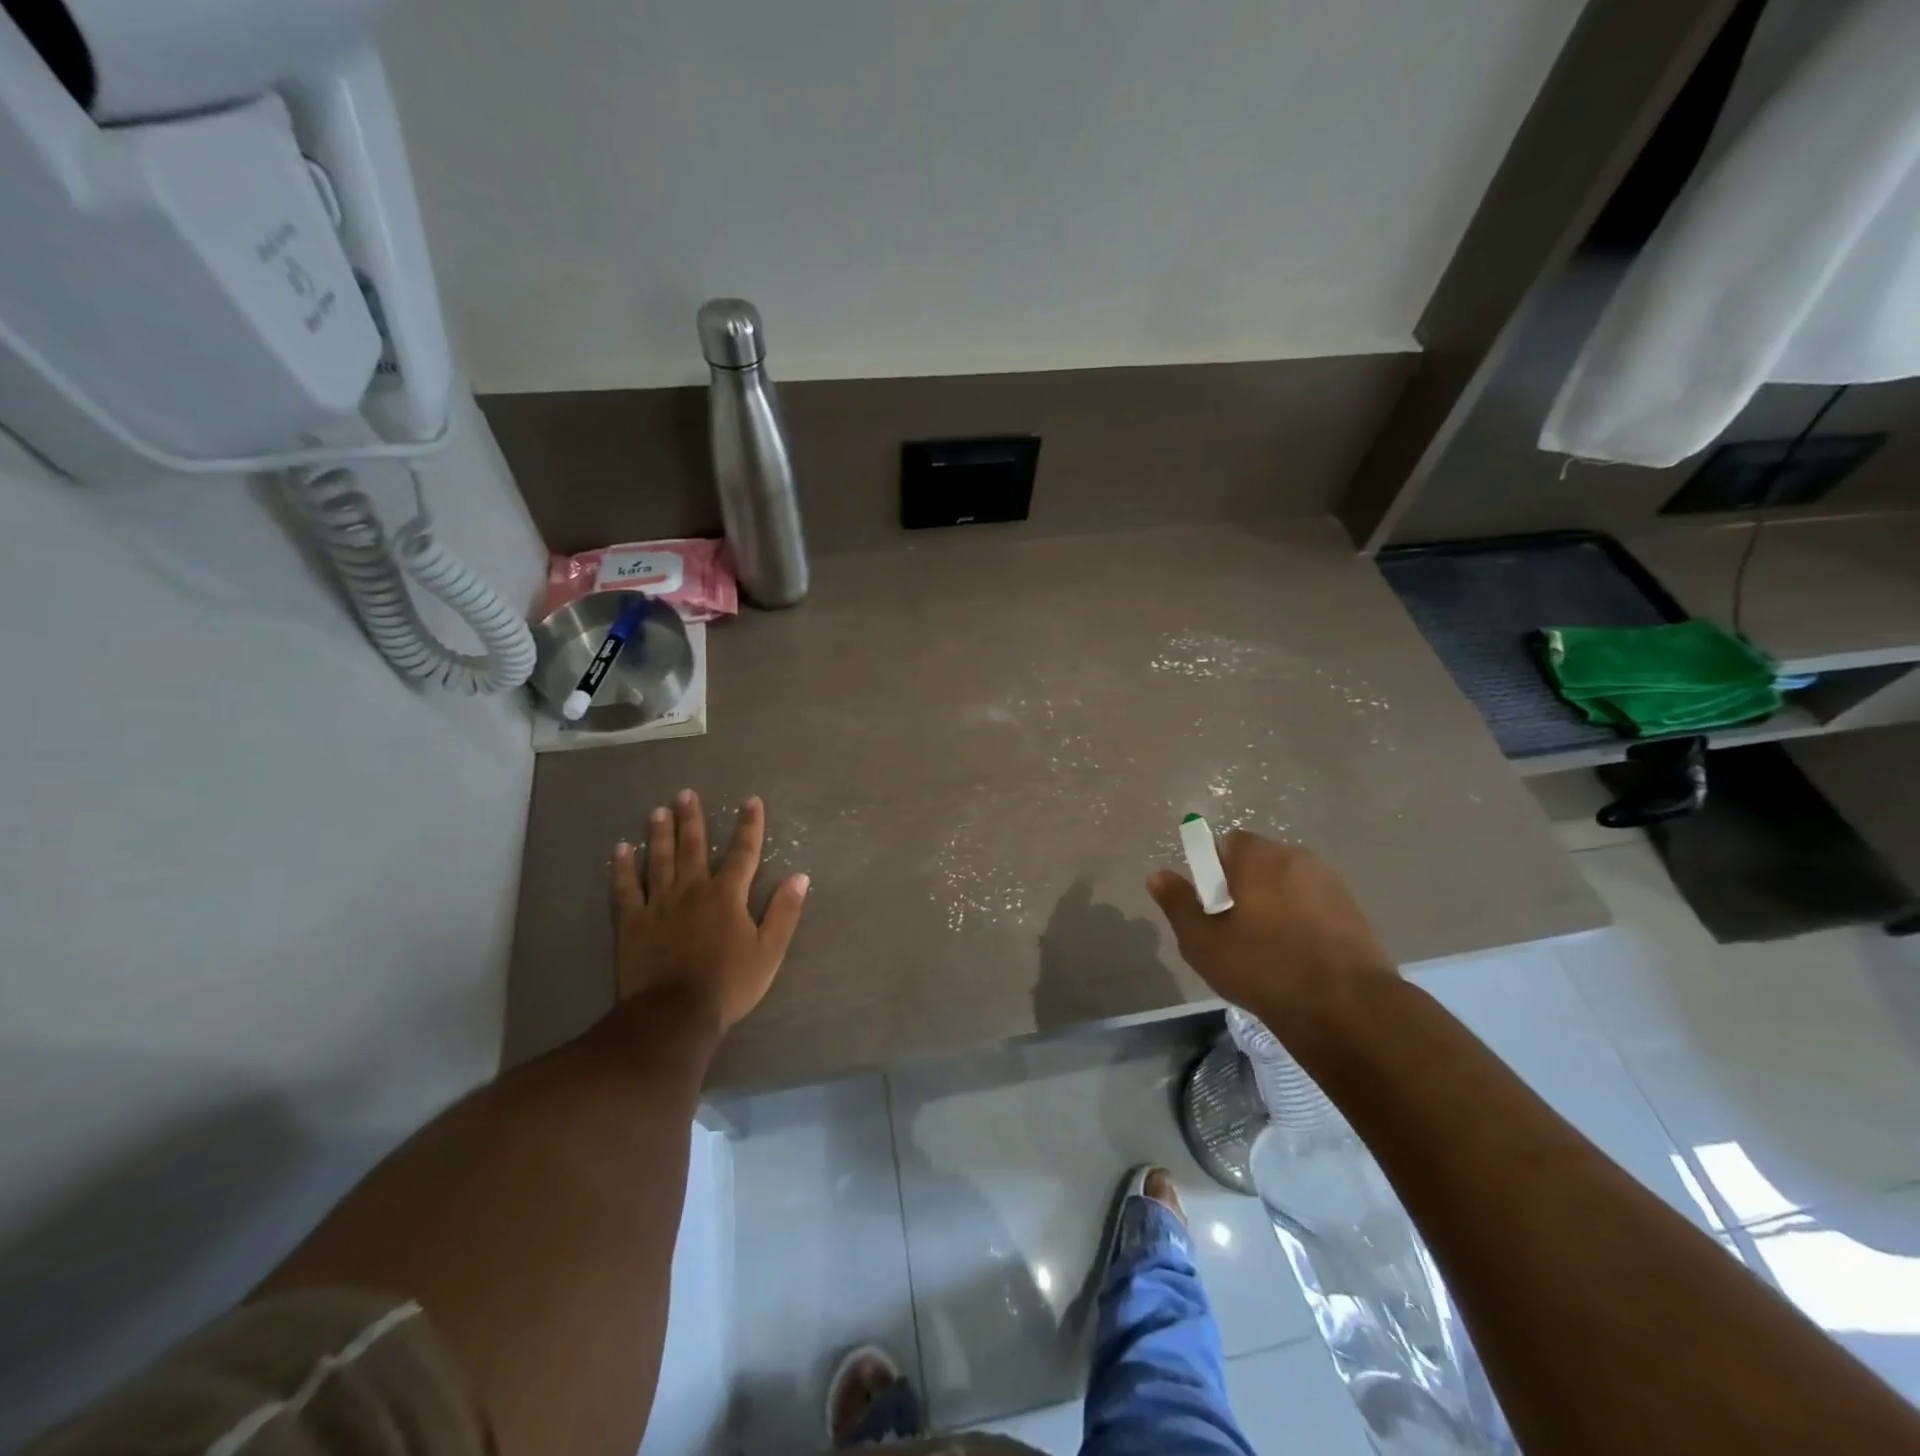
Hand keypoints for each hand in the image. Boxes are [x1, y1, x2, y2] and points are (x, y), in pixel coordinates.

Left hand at [610, 790, 808, 1034]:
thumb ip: (784, 912)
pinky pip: (625, 888)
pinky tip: (620, 850)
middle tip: (686, 794)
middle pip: (693, 847)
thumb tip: (799, 877)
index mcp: (727, 895)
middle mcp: (692, 889)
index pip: (744, 852)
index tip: (751, 801)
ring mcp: (658, 904)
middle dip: (693, 819)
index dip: (749, 825)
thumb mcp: (769, 952)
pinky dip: (623, 868)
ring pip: (659, 860)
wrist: (673, 1015)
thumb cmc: (728, 984)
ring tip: (658, 811)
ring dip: (660, 834)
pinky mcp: (632, 922)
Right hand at [1147, 830, 1395, 1026]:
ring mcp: (1331, 883)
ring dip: (1274, 903)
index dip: (1212, 871)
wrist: (1347, 1008)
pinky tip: (1297, 956)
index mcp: (1258, 857)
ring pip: (1287, 884)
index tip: (1210, 906)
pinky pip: (1314, 904)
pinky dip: (1301, 920)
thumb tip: (1157, 875)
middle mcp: (1296, 857)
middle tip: (1232, 929)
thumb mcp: (1203, 942)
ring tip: (1266, 946)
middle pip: (1258, 861)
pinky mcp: (1354, 911)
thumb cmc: (1263, 968)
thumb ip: (1178, 904)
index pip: (1226, 843)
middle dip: (1243, 886)